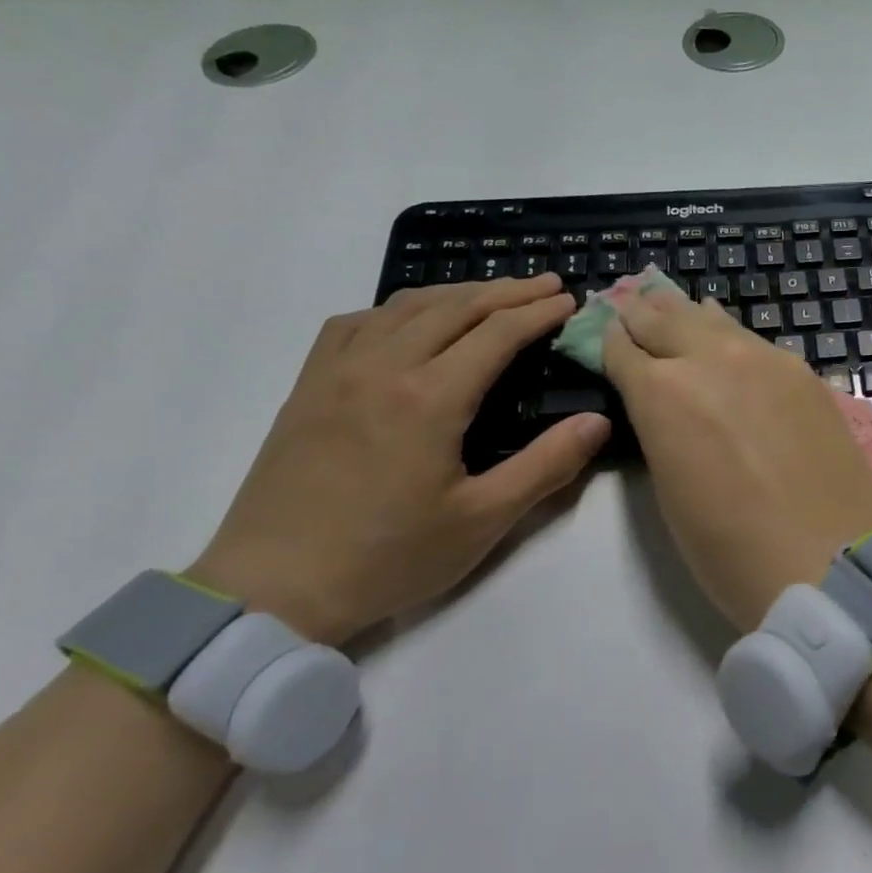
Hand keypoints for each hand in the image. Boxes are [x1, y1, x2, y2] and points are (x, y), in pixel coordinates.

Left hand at [186, 276, 608, 644]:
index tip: (569, 300)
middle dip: (506, 291)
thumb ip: (546, 465)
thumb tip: (597, 422)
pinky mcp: (308, 387)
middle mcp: (382, 367)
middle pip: (454, 307)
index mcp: (430, 398)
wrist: (274, 588)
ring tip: (491, 296)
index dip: (538, 312)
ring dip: (455, 293)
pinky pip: (356, 324)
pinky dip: (397, 310)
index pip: (497, 333)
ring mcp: (337, 372)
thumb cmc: (389, 557)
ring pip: (403, 306)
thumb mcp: (483, 519)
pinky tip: (409, 323)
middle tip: (546, 284)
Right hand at [602, 290, 871, 631]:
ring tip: (675, 312)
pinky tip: (729, 337)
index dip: (609, 342)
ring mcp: (763, 358)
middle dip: (642, 316)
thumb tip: (663, 402)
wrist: (828, 559)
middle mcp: (709, 358)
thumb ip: (659, 430)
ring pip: (712, 320)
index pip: (622, 348)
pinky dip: (731, 335)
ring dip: (687, 317)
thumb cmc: (730, 547)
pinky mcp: (803, 371)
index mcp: (660, 392)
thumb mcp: (669, 489)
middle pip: (664, 319)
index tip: (607, 338)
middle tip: (632, 310)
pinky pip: (754, 340)